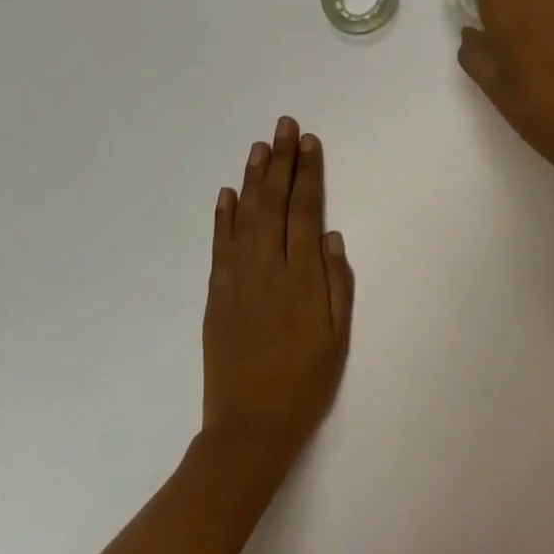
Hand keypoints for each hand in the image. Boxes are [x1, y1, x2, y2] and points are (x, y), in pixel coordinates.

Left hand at [201, 116, 353, 475]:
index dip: (308, 173)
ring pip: (246, 216)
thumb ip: (337, 283)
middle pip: (274, 203)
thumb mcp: (337, 337)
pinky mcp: (216, 294)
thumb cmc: (305, 383)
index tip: (309, 142)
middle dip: (281, 161)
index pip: (304, 211)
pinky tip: (227, 193)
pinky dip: (223, 217)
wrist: (249, 429)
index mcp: (301, 277)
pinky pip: (219, 246)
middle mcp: (267, 268)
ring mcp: (237, 279)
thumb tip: (330, 236)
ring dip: (253, 178)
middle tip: (283, 125)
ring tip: (259, 146)